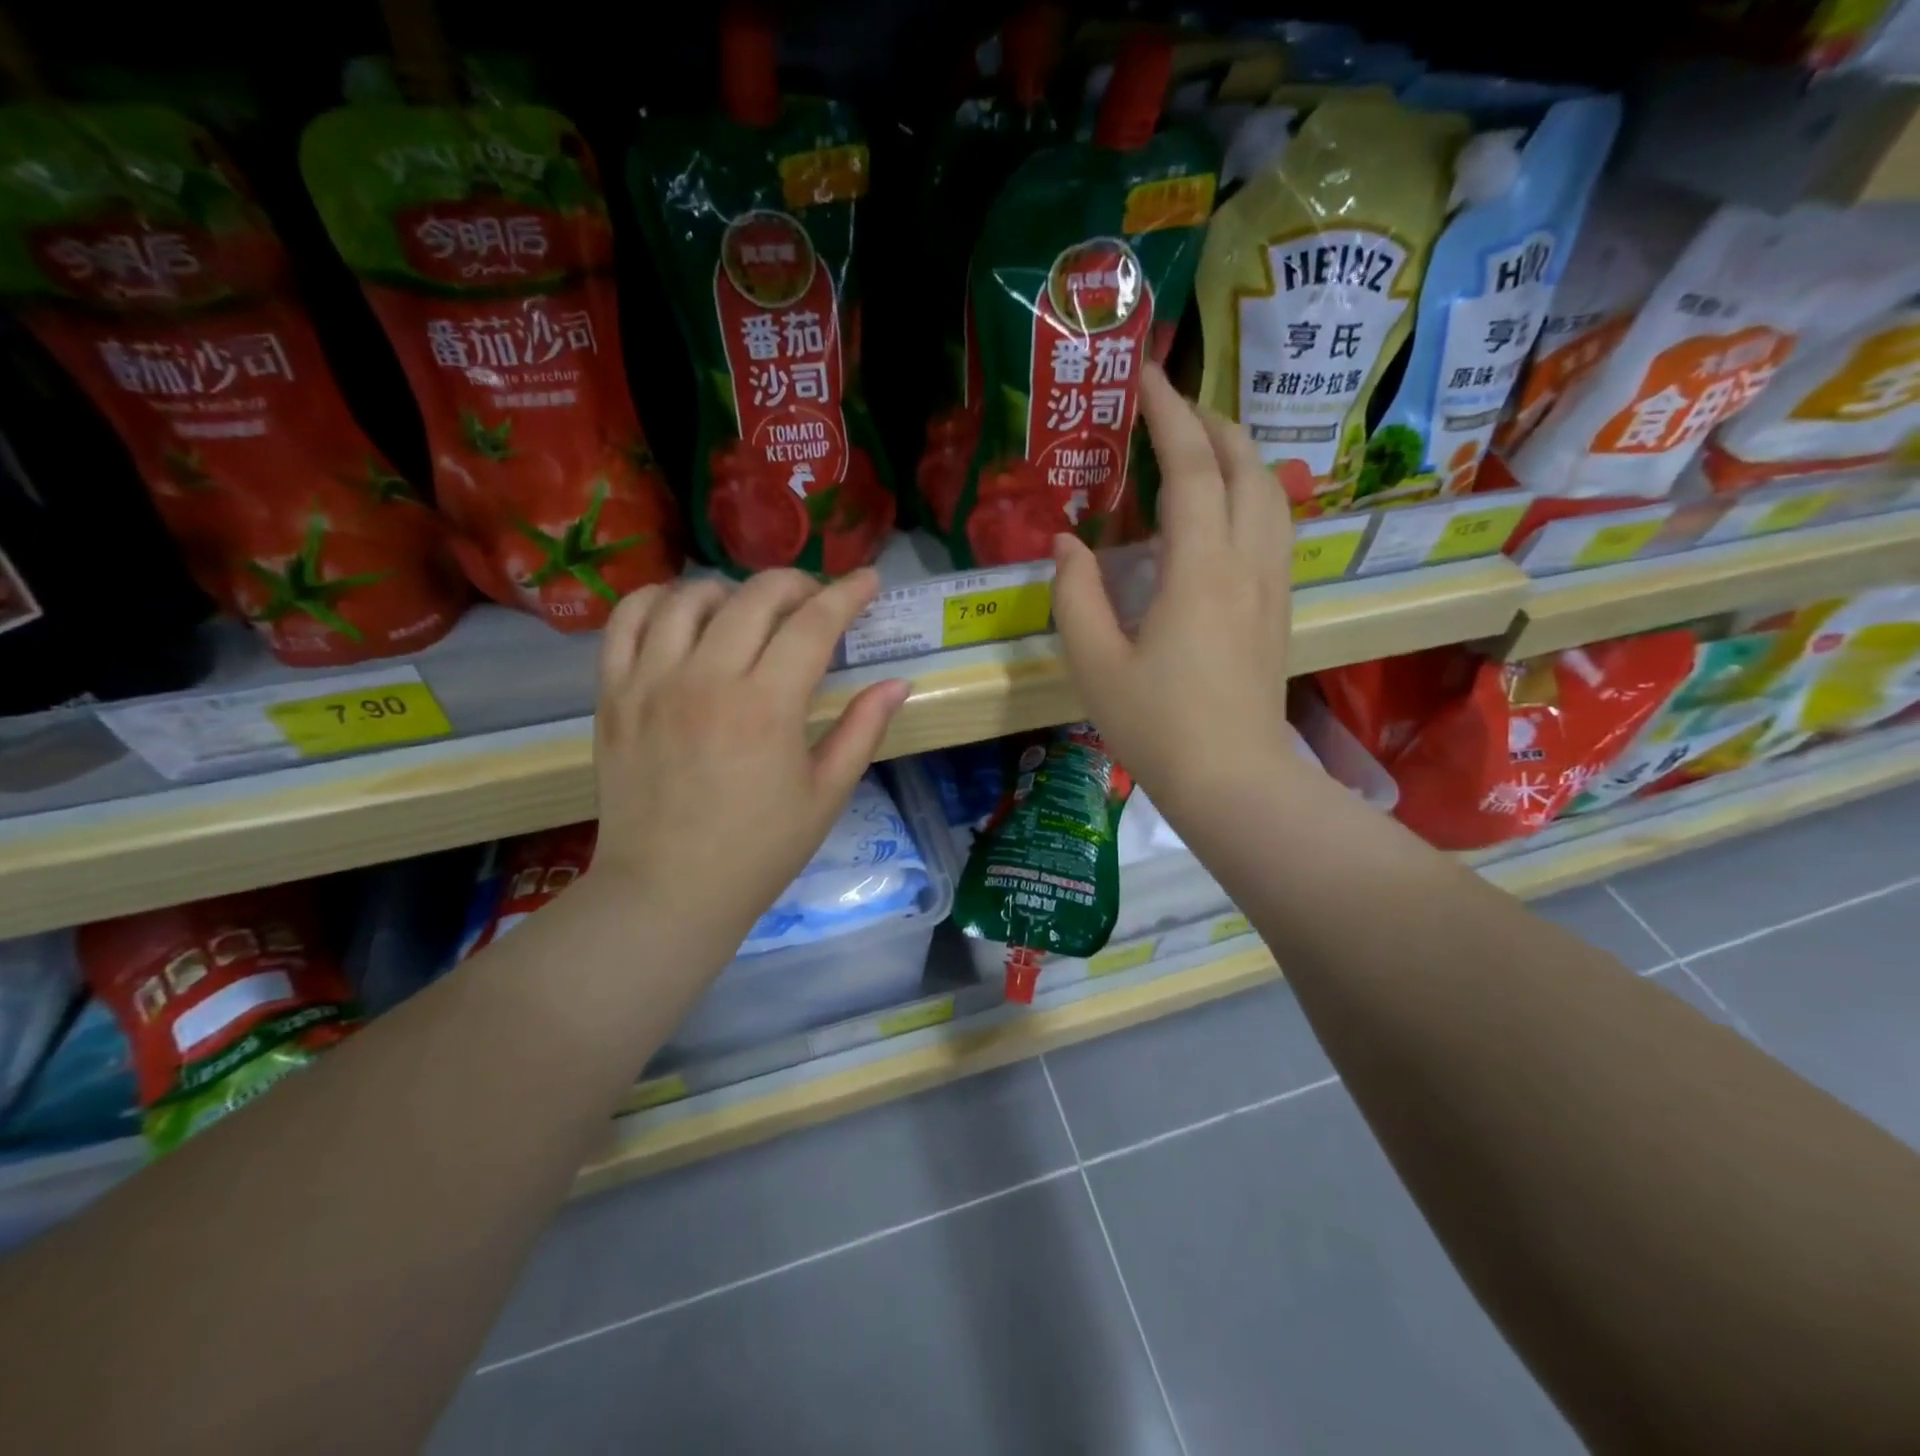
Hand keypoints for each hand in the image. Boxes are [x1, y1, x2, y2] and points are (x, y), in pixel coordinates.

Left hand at [588, 569, 910, 956]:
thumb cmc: (759, 850)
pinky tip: (685, 614)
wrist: (667, 891)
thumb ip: (863, 730)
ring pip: (691, 596)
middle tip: (816, 602)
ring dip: (732, 591)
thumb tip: (898, 683)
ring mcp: (651, 681)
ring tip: (750, 613)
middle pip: (756, 596)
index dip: (848, 594)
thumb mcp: (826, 795)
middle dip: (797, 584)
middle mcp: (706, 679)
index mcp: (767, 707)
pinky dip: (660, 600)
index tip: (868, 580)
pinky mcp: (613, 693)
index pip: (814, 624)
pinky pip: (628, 619)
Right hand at [1051, 363, 1296, 815]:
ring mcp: (1272, 585)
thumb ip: (1075, 595)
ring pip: (1271, 493)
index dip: (1167, 415)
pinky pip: (1275, 526)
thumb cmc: (1157, 726)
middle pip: (1245, 465)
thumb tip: (1066, 543)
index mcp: (1199, 569)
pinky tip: (1224, 509)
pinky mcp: (1279, 609)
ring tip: (1199, 449)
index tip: (1145, 377)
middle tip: (1169, 409)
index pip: (1190, 467)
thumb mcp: (1095, 663)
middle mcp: (1247, 562)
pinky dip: (1251, 493)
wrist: (1234, 781)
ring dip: (1238, 455)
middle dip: (1210, 423)